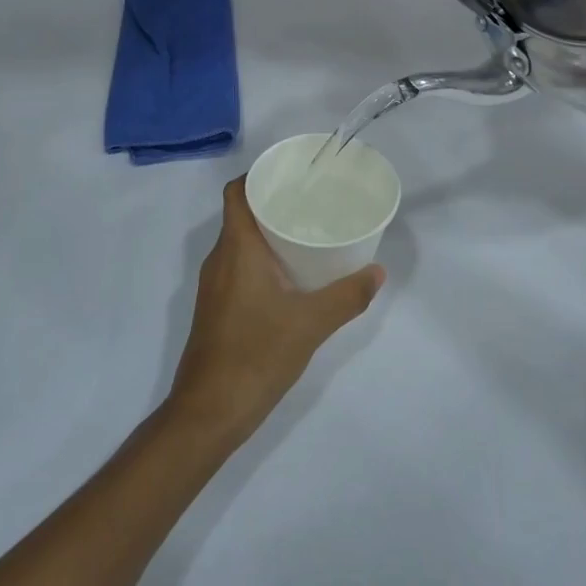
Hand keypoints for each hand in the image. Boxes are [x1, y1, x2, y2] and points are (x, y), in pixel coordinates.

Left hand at [166, 178, 383, 447]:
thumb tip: (377, 272)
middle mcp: (219, 259)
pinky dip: (261, 259)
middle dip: (272, 203)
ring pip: (239, 242)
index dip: (258, 176)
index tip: (291, 174)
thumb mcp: (310, 324)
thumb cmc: (256, 355)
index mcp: (236, 249)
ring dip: (267, 233)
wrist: (208, 412)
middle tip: (311, 201)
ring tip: (305, 233)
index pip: (237, 192)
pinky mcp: (216, 308)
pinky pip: (237, 266)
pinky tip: (289, 276)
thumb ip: (347, 296)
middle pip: (241, 214)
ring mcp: (213, 285)